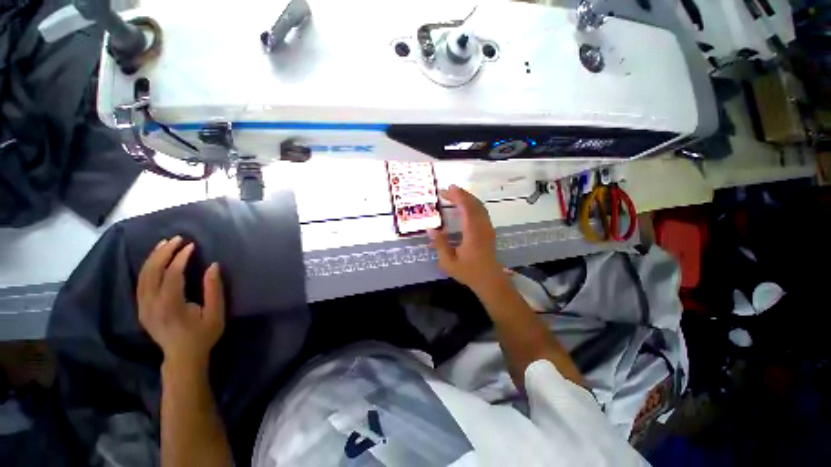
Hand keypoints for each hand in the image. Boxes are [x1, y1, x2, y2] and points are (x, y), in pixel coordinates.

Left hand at [137, 236, 225, 370]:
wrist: (182, 357)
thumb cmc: (203, 335)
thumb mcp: (215, 314)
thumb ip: (214, 290)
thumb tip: (213, 266)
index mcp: (170, 307)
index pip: (172, 275)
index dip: (181, 258)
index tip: (191, 245)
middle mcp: (151, 305)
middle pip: (152, 272)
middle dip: (163, 253)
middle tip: (177, 239)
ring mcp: (143, 307)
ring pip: (142, 276)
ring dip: (153, 257)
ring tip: (165, 244)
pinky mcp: (141, 308)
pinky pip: (141, 282)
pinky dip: (148, 267)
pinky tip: (156, 259)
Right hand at [428, 185, 507, 293]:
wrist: (489, 280)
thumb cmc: (468, 272)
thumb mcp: (449, 262)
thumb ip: (440, 244)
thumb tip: (431, 229)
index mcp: (473, 233)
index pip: (467, 208)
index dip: (457, 196)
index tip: (446, 190)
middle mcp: (482, 227)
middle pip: (474, 204)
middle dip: (460, 194)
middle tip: (446, 191)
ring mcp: (487, 227)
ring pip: (479, 206)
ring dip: (467, 198)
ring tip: (454, 194)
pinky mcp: (488, 230)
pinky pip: (481, 211)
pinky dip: (472, 204)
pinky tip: (464, 205)